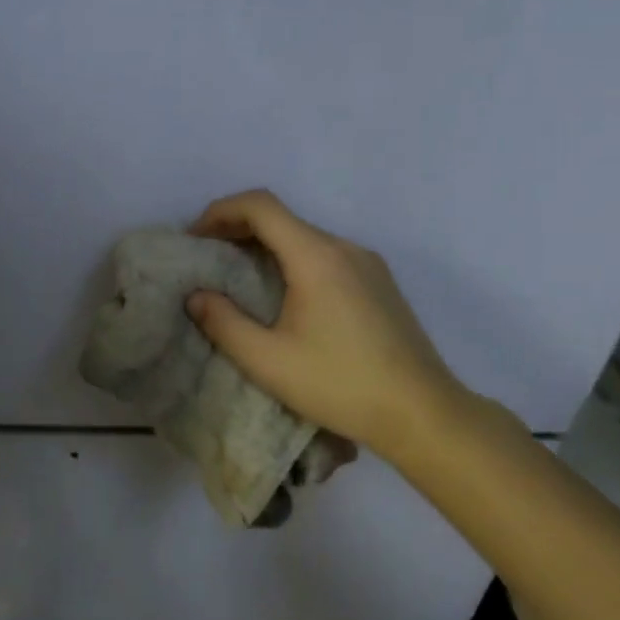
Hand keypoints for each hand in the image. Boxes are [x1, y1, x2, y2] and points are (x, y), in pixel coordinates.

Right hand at [186, 190, 468, 457]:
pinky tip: (284, 297)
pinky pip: (326, 255)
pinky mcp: (380, 283)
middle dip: (237, 230)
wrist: (423, 413)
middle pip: (282, 219)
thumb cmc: (340, 384)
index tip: (195, 239)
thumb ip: (224, 323)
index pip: (260, 206)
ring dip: (266, 246)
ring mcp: (368, 263)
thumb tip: (196, 296)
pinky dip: (293, 260)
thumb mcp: (267, 361)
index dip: (220, 212)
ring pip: (305, 237)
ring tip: (239, 279)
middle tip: (208, 259)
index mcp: (316, 256)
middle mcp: (344, 247)